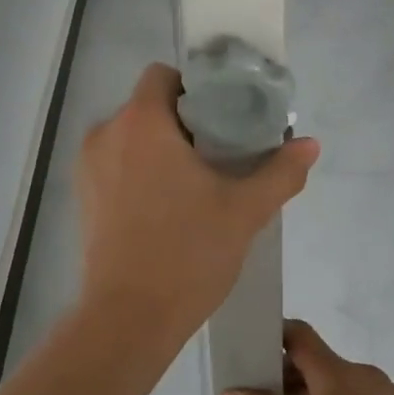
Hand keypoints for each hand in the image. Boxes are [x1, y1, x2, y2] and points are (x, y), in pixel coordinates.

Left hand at [77, 63, 318, 345]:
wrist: (128, 318)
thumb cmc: (187, 254)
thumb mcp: (245, 211)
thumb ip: (280, 172)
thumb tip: (310, 144)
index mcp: (141, 122)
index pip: (162, 76)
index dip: (195, 88)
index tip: (223, 117)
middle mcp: (107, 133)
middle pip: (148, 106)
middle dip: (184, 122)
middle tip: (221, 153)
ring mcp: (88, 166)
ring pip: (132, 137)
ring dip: (162, 148)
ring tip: (196, 183)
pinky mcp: (83, 196)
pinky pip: (117, 164)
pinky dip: (140, 171)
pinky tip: (167, 206)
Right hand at [223, 321, 393, 394]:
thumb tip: (230, 394)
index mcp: (339, 379)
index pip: (301, 336)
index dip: (275, 337)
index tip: (253, 353)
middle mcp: (366, 376)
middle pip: (320, 359)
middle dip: (290, 373)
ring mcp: (388, 394)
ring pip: (341, 379)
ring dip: (315, 391)